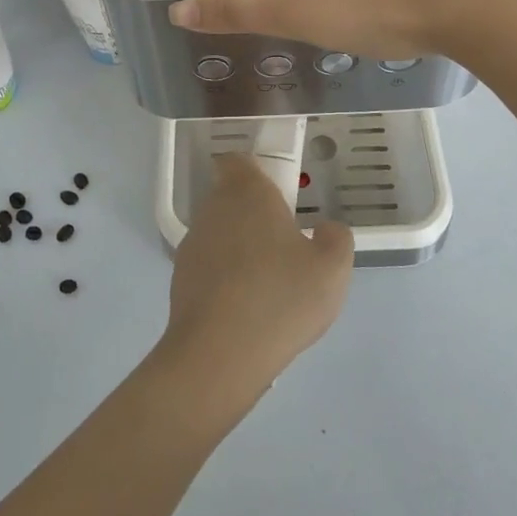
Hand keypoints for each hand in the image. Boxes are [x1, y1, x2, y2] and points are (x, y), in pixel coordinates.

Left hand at [159, 153, 353, 408]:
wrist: (219, 354)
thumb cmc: (280, 297)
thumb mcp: (332, 268)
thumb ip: (336, 238)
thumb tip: (324, 229)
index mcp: (247, 193)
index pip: (239, 161)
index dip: (256, 172)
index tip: (280, 195)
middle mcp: (213, 209)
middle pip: (231, 198)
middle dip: (255, 216)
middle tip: (286, 246)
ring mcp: (192, 244)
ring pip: (220, 233)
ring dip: (240, 249)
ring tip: (269, 284)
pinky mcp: (180, 279)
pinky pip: (209, 267)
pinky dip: (225, 278)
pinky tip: (246, 309)